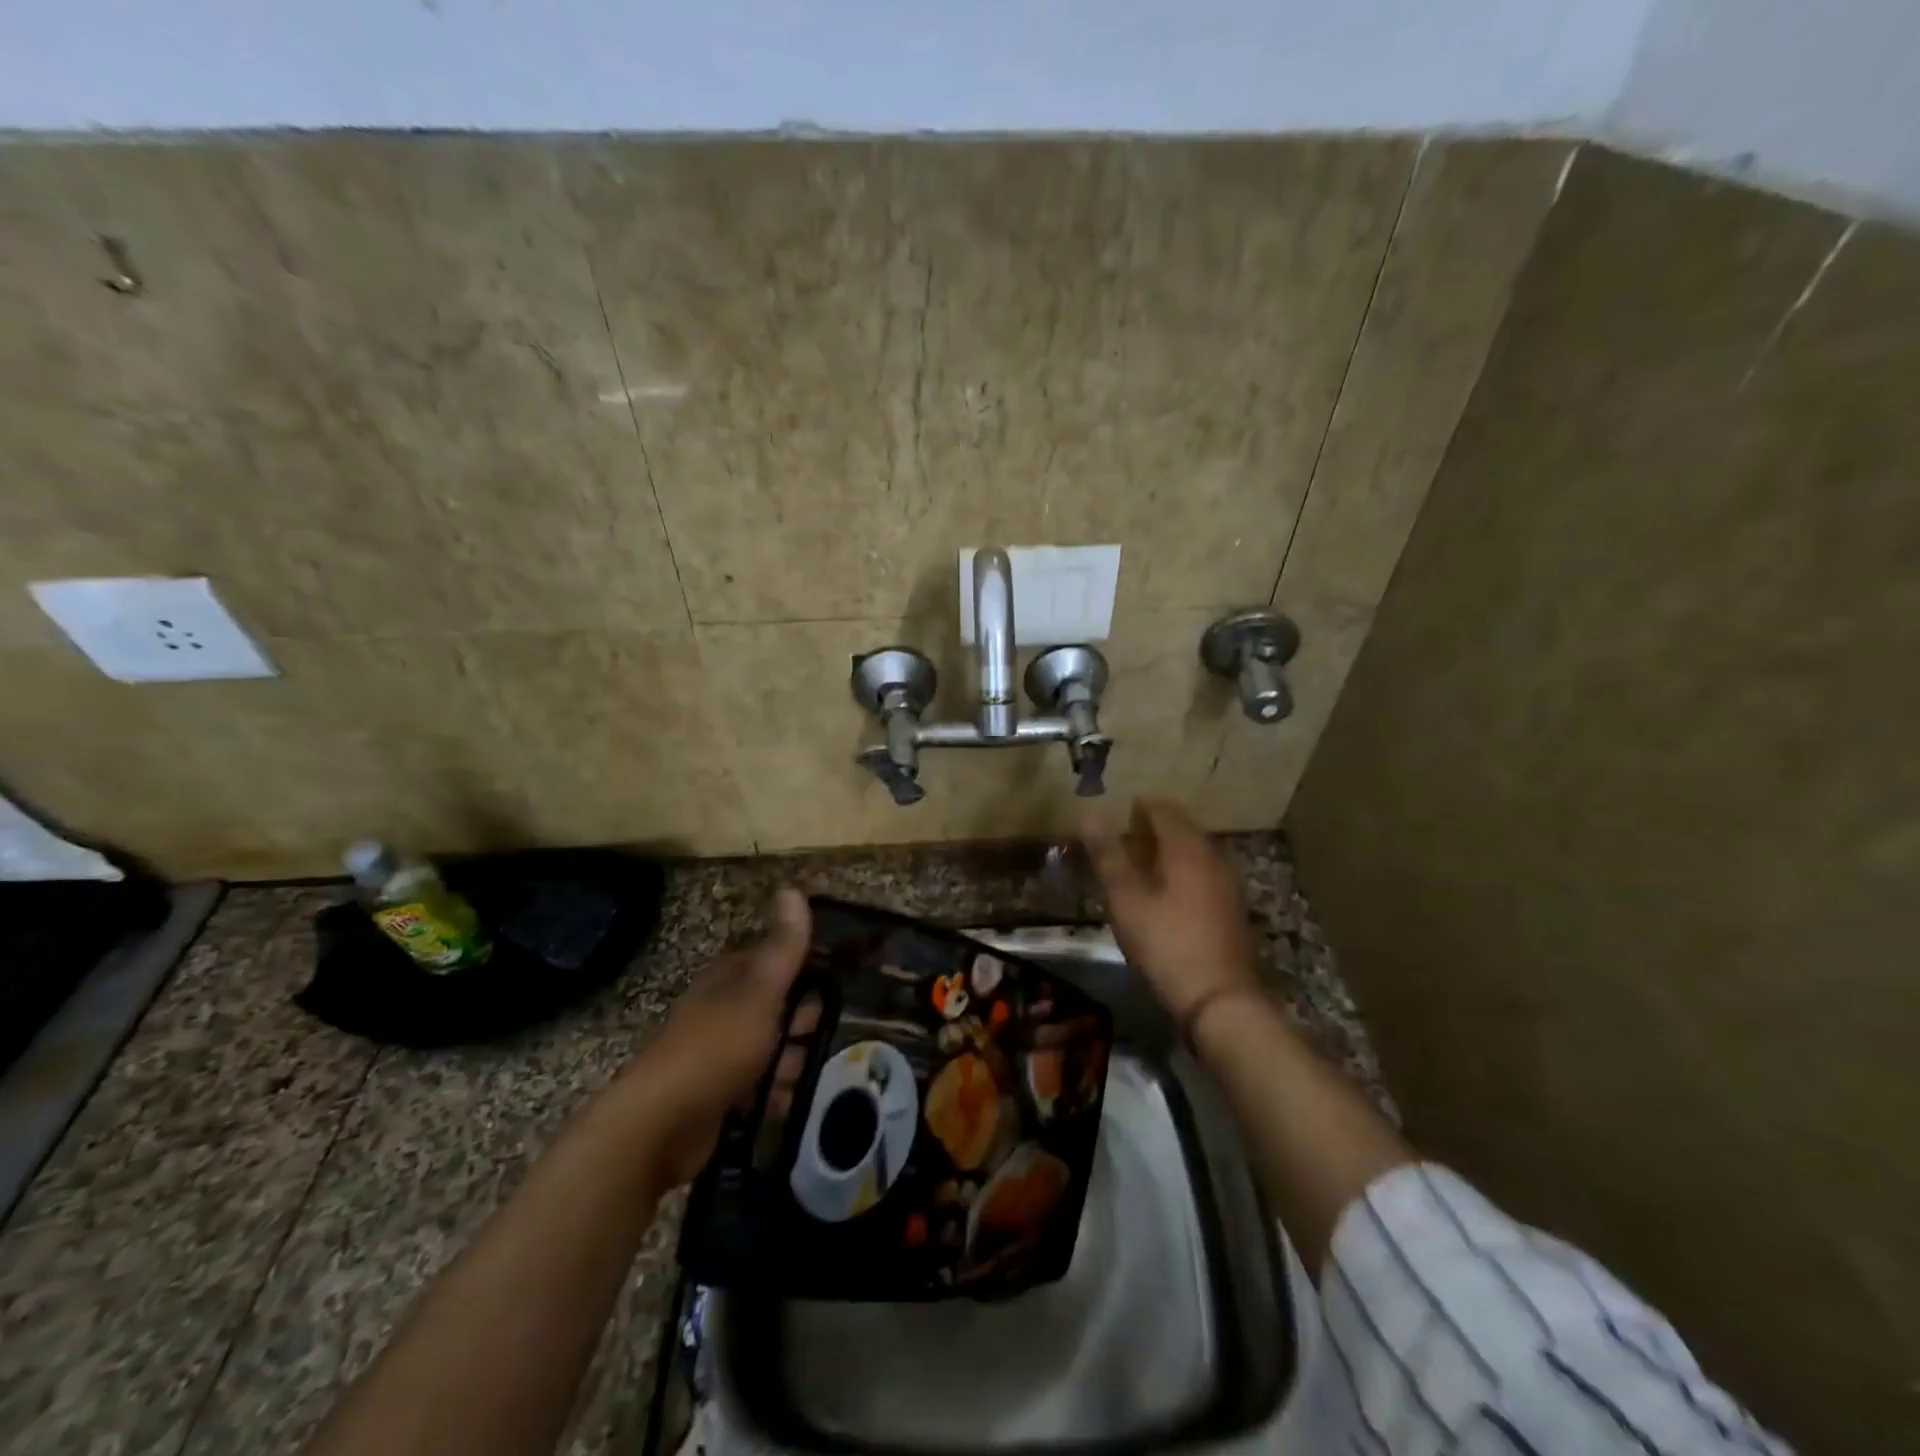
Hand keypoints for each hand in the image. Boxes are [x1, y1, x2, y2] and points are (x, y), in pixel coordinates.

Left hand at [615, 887, 811, 1186]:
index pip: (772, 958)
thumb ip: (782, 947)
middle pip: (773, 1005)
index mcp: (728, 979)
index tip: (842, 972)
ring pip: (768, 1047)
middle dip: (803, 1016)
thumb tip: (792, 887)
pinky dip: (776, 1093)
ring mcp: (718, 1056)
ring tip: (816, 1068)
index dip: (805, 962)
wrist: (663, 1126)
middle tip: (831, 1026)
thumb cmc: (718, 1046)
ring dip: (793, 1057)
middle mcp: (722, 1011)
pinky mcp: (718, 1097)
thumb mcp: (760, 991)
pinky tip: (793, 1100)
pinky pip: (758, 1088)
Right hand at [1081, 800, 1259, 1022]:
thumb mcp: (1127, 900)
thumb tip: (1090, 812)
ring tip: (1139, 866)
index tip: (1117, 813)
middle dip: (1153, 829)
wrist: (1221, 1001)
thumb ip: (1108, 855)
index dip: (1139, 807)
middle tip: (1123, 839)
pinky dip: (1183, 873)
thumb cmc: (1166, 945)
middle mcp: (1213, 856)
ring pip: (1195, 853)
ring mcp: (1228, 884)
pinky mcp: (1233, 910)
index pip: (1162, 809)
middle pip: (1182, 829)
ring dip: (1168, 852)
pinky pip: (1204, 875)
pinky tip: (1166, 894)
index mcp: (1187, 847)